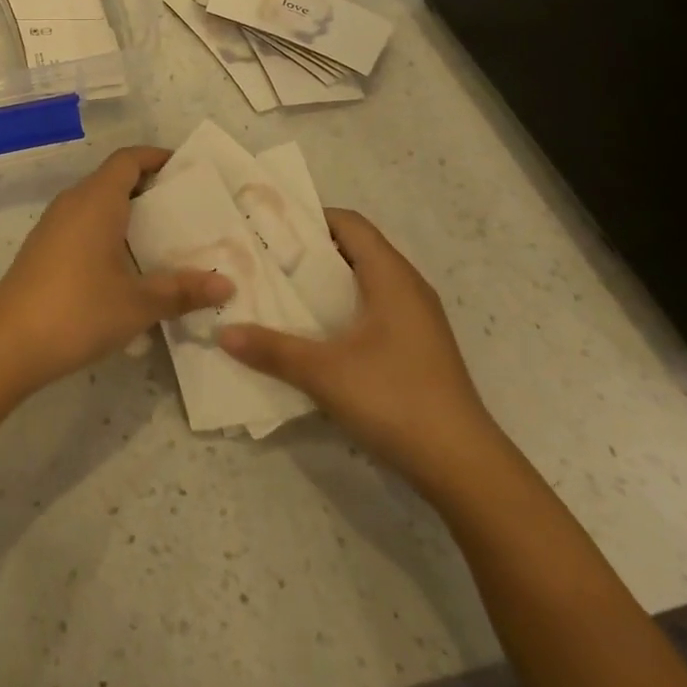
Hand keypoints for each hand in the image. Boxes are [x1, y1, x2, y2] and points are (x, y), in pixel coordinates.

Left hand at [0, 146, 233, 393]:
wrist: (7, 343)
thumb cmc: (78, 310)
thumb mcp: (138, 303)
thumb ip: (182, 291)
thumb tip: (227, 284)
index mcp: (97, 200)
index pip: (129, 159)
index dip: (157, 158)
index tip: (187, 170)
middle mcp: (73, 202)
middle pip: (114, 179)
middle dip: (150, 190)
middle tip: (187, 212)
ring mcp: (54, 225)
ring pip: (98, 204)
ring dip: (129, 214)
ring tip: (165, 241)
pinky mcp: (43, 248)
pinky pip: (83, 225)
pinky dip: (109, 233)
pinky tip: (127, 268)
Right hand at [217, 209, 499, 489]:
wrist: (464, 467)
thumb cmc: (396, 399)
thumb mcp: (324, 372)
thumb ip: (272, 349)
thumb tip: (222, 332)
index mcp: (391, 275)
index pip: (349, 223)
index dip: (309, 219)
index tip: (268, 228)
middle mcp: (407, 287)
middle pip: (354, 249)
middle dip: (309, 252)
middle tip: (264, 260)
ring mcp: (416, 319)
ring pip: (364, 282)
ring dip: (325, 284)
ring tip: (280, 293)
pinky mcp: (417, 348)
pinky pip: (373, 309)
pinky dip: (342, 309)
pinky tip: (315, 334)